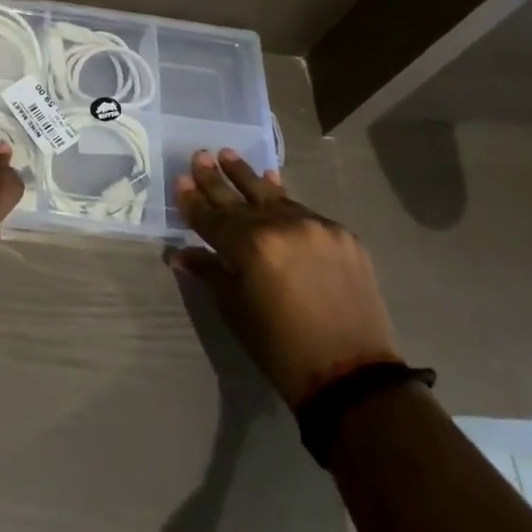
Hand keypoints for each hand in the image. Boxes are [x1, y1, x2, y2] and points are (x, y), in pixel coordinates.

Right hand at [167, 149, 401, 405]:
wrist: (353, 376)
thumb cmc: (282, 349)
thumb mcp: (236, 311)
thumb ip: (210, 271)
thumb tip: (179, 253)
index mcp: (251, 247)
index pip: (213, 216)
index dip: (194, 200)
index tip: (181, 179)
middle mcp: (282, 225)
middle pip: (241, 196)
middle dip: (217, 178)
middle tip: (201, 155)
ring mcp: (315, 225)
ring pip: (274, 195)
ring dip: (249, 177)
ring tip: (229, 155)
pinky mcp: (342, 233)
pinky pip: (304, 210)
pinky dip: (285, 199)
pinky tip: (274, 184)